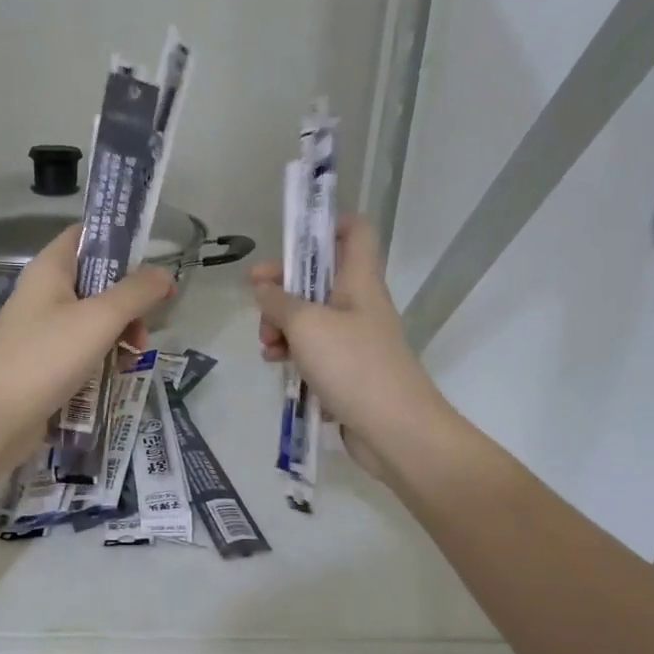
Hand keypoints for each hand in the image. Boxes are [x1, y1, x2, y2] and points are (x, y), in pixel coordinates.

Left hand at [0, 226, 175, 464]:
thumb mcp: (100, 319)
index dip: (118, 242)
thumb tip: (165, 275)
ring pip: (94, 319)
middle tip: (146, 325)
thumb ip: (137, 293)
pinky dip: (102, 357)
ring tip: (133, 357)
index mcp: (50, 269)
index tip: (150, 263)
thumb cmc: (47, 357)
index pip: (85, 236)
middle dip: (128, 301)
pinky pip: (82, 349)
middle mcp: (44, 293)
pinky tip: (116, 375)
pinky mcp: (45, 362)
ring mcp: (43, 329)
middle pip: (97, 281)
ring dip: (120, 334)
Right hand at [252, 215, 444, 479]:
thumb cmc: (353, 365)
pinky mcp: (347, 370)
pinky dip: (293, 351)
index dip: (324, 224)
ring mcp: (354, 338)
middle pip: (318, 276)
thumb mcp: (306, 325)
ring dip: (281, 324)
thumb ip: (279, 301)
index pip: (353, 231)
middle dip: (283, 285)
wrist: (395, 429)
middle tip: (258, 298)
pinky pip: (313, 349)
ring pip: (310, 316)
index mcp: (358, 280)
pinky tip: (276, 364)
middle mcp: (359, 303)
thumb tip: (264, 288)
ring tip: (267, 345)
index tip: (289, 237)